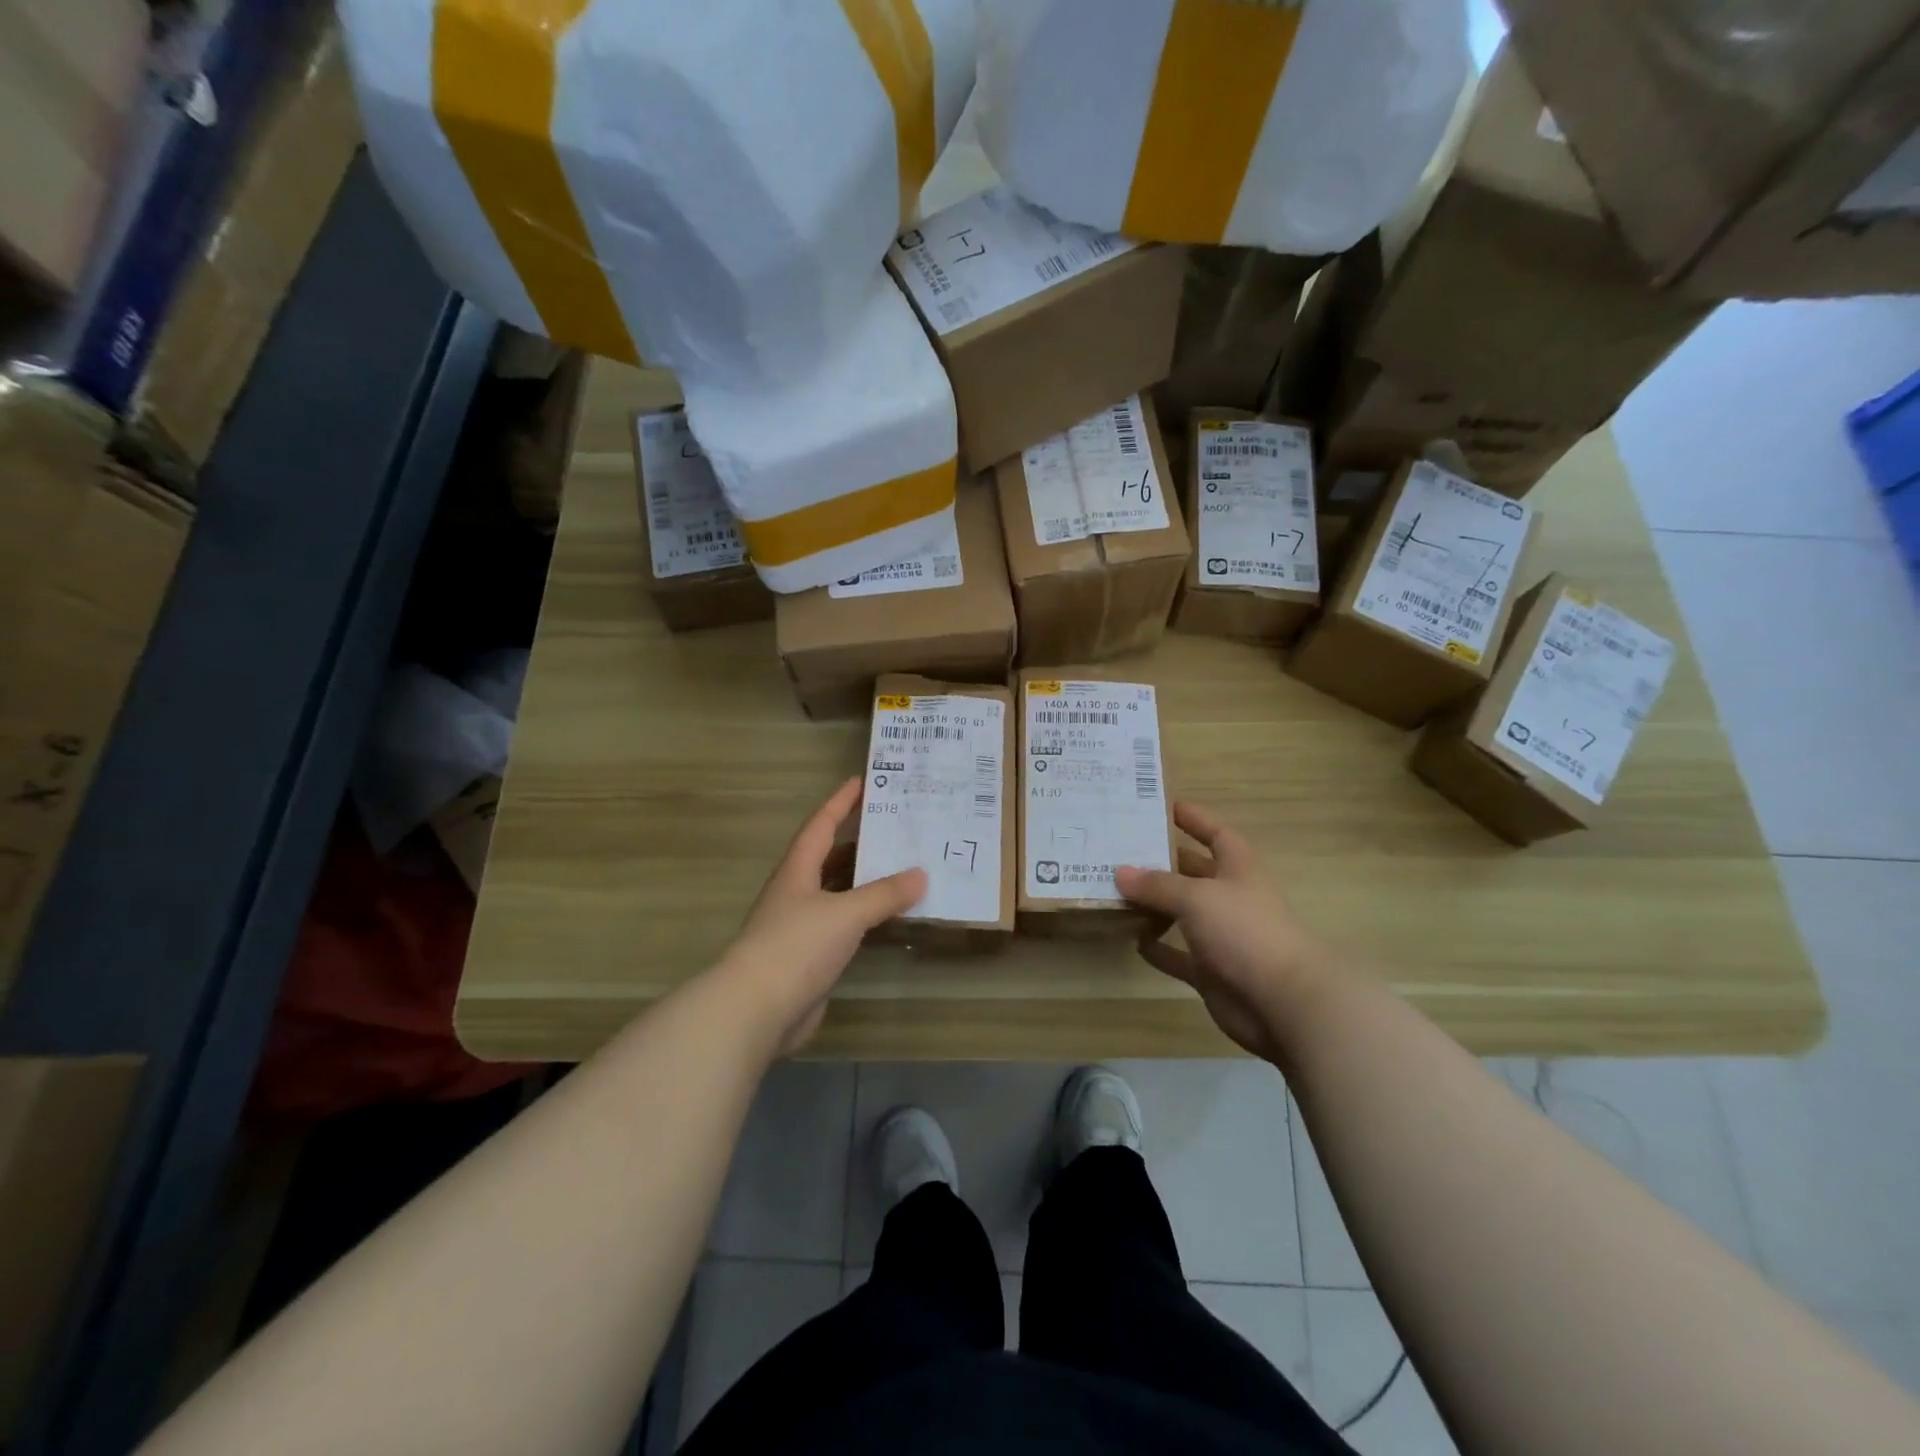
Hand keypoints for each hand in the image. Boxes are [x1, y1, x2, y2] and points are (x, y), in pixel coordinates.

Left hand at [720, 778, 925, 1056]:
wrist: (756, 1010)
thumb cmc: (796, 946)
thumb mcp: (845, 913)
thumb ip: (884, 894)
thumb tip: (921, 875)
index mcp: (797, 871)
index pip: (820, 825)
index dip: (840, 802)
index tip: (863, 781)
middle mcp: (797, 893)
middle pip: (831, 857)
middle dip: (861, 842)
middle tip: (898, 828)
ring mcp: (802, 927)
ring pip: (839, 893)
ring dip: (867, 881)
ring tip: (905, 867)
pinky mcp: (811, 958)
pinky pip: (845, 926)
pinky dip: (867, 917)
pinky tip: (890, 917)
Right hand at [1115, 802, 1333, 1061]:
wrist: (1282, 1002)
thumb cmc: (1244, 932)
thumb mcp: (1197, 897)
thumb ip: (1158, 885)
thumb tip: (1120, 872)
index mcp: (1238, 869)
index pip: (1216, 833)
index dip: (1195, 819)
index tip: (1165, 806)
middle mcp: (1230, 898)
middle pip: (1192, 873)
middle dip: (1161, 862)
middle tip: (1120, 850)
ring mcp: (1222, 937)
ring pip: (1181, 914)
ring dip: (1153, 905)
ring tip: (1115, 893)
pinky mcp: (1212, 972)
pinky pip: (1178, 955)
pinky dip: (1158, 948)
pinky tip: (1131, 940)